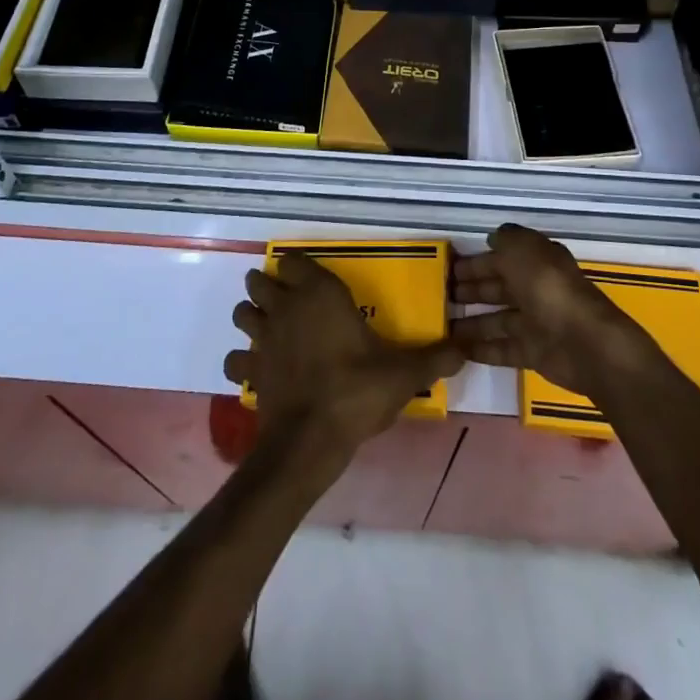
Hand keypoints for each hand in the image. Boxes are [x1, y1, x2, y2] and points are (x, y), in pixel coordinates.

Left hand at [224, 253, 462, 467]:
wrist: (310, 439)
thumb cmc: (356, 391)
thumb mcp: (403, 374)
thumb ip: (433, 358)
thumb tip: (464, 348)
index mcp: (319, 294)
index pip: (294, 261)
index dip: (296, 265)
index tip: (307, 274)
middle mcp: (285, 307)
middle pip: (259, 282)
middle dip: (266, 285)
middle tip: (285, 298)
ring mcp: (262, 338)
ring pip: (241, 313)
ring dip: (250, 316)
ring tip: (268, 327)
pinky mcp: (249, 371)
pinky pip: (235, 358)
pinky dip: (241, 360)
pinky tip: (256, 370)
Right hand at [451, 225, 657, 397]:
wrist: (584, 342)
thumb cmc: (549, 288)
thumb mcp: (524, 250)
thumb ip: (506, 239)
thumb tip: (493, 238)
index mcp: (536, 261)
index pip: (501, 258)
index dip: (475, 262)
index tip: (448, 269)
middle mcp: (536, 289)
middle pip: (498, 288)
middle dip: (471, 290)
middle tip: (440, 297)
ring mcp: (536, 322)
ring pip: (497, 319)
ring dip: (471, 321)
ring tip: (442, 325)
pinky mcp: (534, 353)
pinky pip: (502, 348)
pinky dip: (482, 348)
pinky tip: (458, 350)